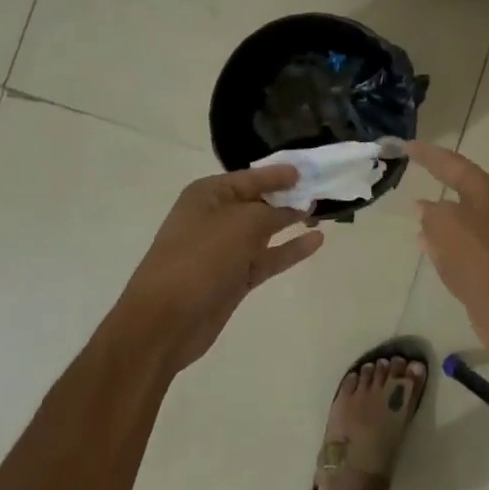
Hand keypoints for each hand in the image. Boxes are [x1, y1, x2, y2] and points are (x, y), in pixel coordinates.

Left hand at [115, 163, 324, 371]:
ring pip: (265, 230)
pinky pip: (268, 257)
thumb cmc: (201, 258)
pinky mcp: (234, 278)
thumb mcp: (242, 223)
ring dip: (291, 222)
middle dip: (288, 196)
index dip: (279, 174)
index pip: (251, 177)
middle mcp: (215, 217)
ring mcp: (225, 250)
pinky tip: (316, 241)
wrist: (165, 320)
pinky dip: (290, 249)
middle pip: (258, 201)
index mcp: (208, 195)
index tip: (308, 170)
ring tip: (323, 214)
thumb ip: (273, 212)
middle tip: (322, 190)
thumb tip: (293, 209)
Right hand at [408, 142, 488, 347]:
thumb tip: (425, 208)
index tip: (406, 146)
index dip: (428, 154)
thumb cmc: (478, 258)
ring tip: (413, 207)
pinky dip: (440, 239)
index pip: (452, 163)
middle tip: (412, 167)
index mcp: (484, 191)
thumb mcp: (445, 225)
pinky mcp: (486, 263)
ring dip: (436, 211)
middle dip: (436, 177)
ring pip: (456, 216)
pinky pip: (457, 242)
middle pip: (458, 185)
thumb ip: (431, 212)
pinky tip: (424, 244)